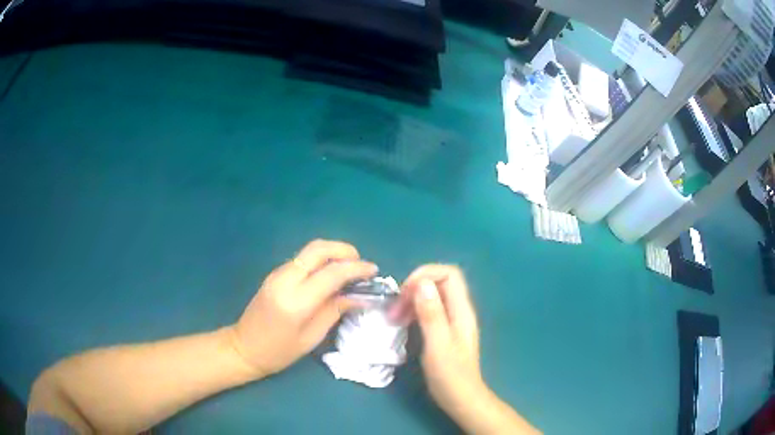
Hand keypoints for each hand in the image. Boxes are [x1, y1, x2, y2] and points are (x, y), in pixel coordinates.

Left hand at [230, 239, 377, 376]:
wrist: (243, 348)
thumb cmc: (279, 352)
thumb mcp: (311, 337)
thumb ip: (335, 310)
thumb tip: (359, 295)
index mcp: (296, 301)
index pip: (332, 273)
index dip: (356, 268)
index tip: (374, 271)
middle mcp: (285, 279)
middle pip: (318, 249)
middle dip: (344, 250)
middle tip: (361, 264)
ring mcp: (277, 274)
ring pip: (310, 251)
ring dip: (333, 254)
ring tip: (350, 270)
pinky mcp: (275, 274)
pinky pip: (302, 260)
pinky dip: (321, 261)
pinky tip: (330, 275)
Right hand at [392, 265, 485, 414]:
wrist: (461, 398)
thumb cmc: (450, 375)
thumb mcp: (438, 345)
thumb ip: (431, 314)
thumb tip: (422, 283)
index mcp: (462, 310)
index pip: (450, 274)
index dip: (426, 274)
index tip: (405, 292)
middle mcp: (459, 310)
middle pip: (439, 282)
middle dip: (414, 288)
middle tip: (395, 308)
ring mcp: (452, 320)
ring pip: (432, 295)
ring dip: (411, 300)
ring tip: (395, 317)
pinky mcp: (444, 330)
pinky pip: (429, 309)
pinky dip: (414, 310)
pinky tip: (403, 323)